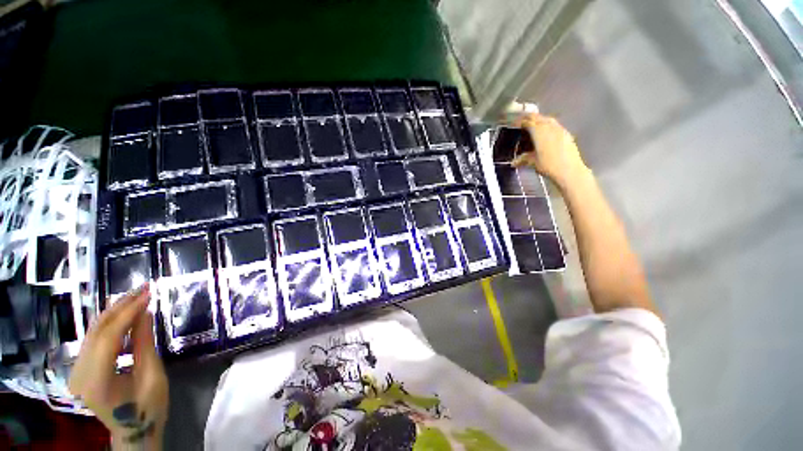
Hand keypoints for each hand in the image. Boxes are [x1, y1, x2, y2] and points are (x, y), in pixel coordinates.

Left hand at [69, 284, 167, 449]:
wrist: (133, 431)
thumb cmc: (148, 408)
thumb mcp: (152, 376)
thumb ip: (144, 344)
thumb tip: (145, 312)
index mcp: (96, 382)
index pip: (108, 338)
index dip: (127, 313)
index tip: (148, 294)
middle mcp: (79, 374)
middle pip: (97, 332)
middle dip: (120, 306)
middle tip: (143, 288)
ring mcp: (77, 371)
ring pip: (93, 332)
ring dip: (115, 311)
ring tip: (136, 295)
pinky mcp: (81, 368)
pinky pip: (94, 339)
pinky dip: (110, 323)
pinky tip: (124, 313)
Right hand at [510, 113, 589, 186]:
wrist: (569, 170)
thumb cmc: (549, 166)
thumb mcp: (532, 162)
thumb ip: (523, 159)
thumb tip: (514, 162)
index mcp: (539, 132)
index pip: (528, 121)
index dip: (521, 120)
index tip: (516, 123)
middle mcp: (549, 127)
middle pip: (538, 117)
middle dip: (530, 118)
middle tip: (523, 121)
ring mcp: (560, 129)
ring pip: (548, 119)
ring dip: (540, 120)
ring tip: (535, 125)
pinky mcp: (566, 134)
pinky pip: (555, 125)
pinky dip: (548, 125)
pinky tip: (547, 132)